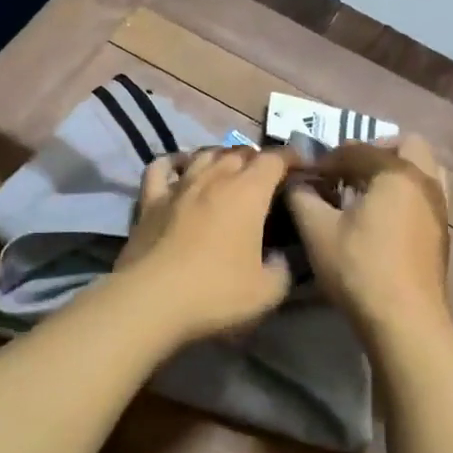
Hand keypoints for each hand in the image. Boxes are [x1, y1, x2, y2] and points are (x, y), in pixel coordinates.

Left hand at [115, 147, 294, 344]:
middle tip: (267, 174)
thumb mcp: (267, 291)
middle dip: (258, 158)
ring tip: (230, 167)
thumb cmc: (215, 293)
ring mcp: (179, 186)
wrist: (151, 300)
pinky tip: (180, 166)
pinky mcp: (149, 200)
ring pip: (204, 154)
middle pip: (240, 152)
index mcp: (249, 192)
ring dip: (222, 156)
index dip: (292, 157)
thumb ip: (283, 270)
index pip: (275, 159)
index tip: (302, 165)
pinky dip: (175, 162)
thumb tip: (280, 259)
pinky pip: (161, 167)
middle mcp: (215, 178)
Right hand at [286, 135, 452, 340]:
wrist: (405, 320)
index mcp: (397, 172)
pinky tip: (381, 217)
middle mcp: (425, 181)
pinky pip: (425, 194)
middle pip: (405, 145)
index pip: (357, 150)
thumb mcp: (318, 231)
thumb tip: (296, 183)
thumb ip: (302, 198)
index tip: (308, 175)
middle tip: (347, 171)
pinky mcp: (441, 231)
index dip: (328, 159)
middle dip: (374, 151)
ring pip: (422, 169)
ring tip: (365, 191)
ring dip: (395, 170)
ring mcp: (439, 207)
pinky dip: (405, 192)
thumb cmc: (360, 268)